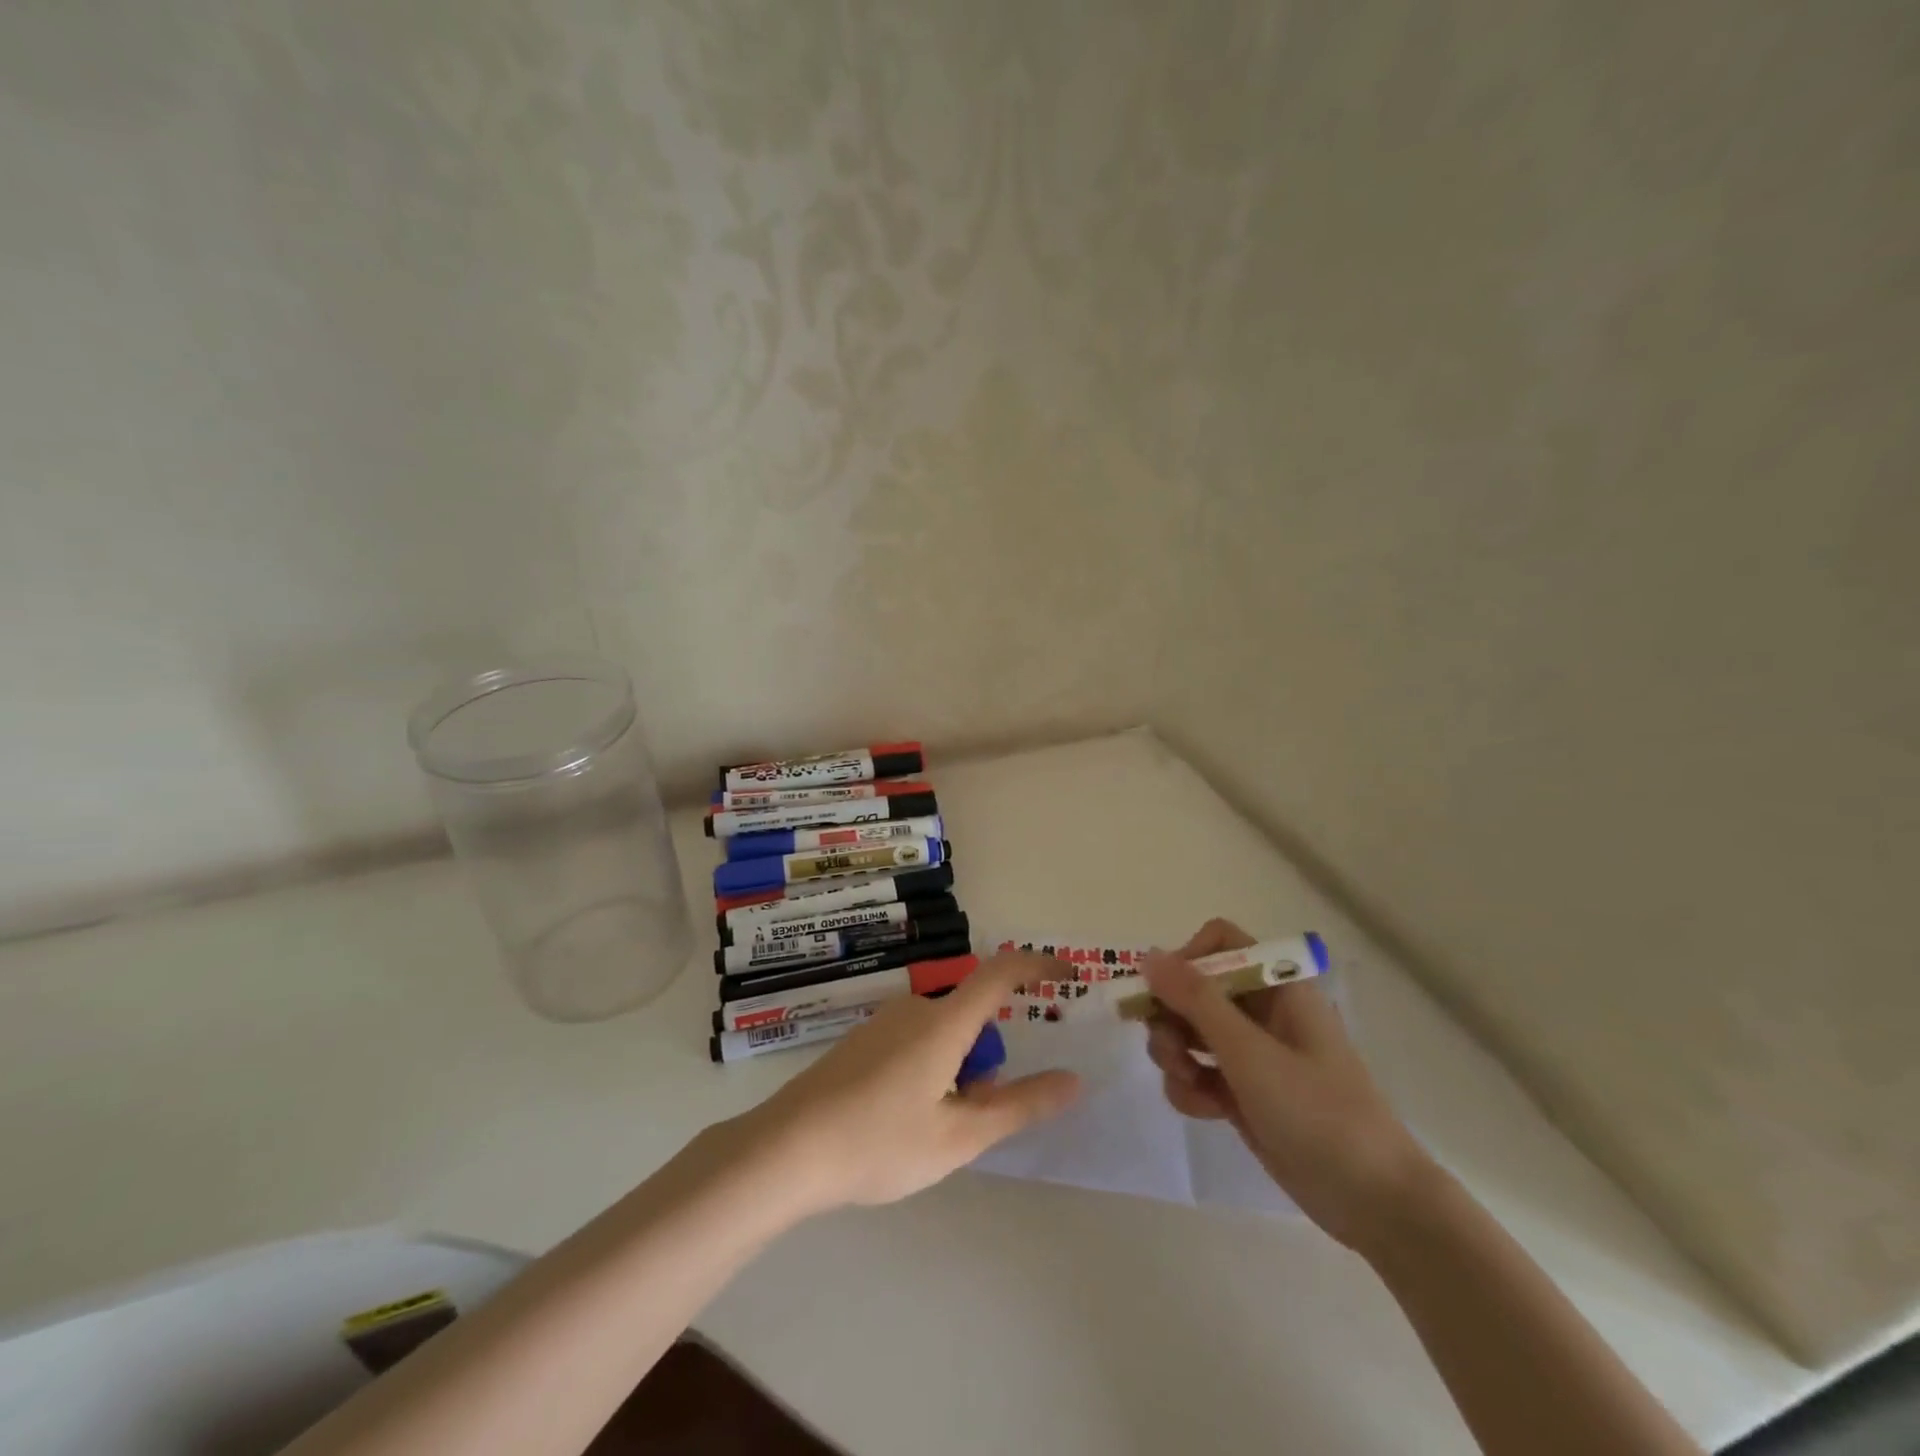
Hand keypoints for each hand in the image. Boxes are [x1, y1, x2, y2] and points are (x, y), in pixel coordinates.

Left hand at [743, 953, 1081, 1212]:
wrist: (786, 1149)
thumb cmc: (880, 1142)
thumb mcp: (960, 1135)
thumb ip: (1020, 1106)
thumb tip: (1072, 1080)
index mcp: (944, 1023)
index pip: (1001, 974)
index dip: (1038, 965)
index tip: (1067, 975)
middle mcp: (915, 1008)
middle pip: (971, 1020)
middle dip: (986, 1063)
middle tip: (971, 1119)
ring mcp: (883, 1023)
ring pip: (942, 1037)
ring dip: (956, 1073)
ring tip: (931, 1132)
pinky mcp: (860, 1041)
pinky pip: (913, 1043)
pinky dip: (928, 1072)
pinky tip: (898, 1122)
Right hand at [1143, 919, 1431, 1249]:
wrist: (1375, 1203)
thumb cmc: (1318, 1112)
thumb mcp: (1250, 1052)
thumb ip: (1195, 999)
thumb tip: (1148, 955)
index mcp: (1277, 986)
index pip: (1218, 943)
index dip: (1186, 960)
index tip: (1165, 996)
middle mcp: (1262, 1010)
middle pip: (1194, 988)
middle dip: (1172, 1016)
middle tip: (1170, 1051)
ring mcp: (1253, 1053)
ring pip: (1190, 1030)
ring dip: (1175, 1053)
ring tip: (1188, 1084)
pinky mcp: (1245, 1092)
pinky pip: (1199, 1071)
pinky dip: (1190, 1087)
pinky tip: (1204, 1111)